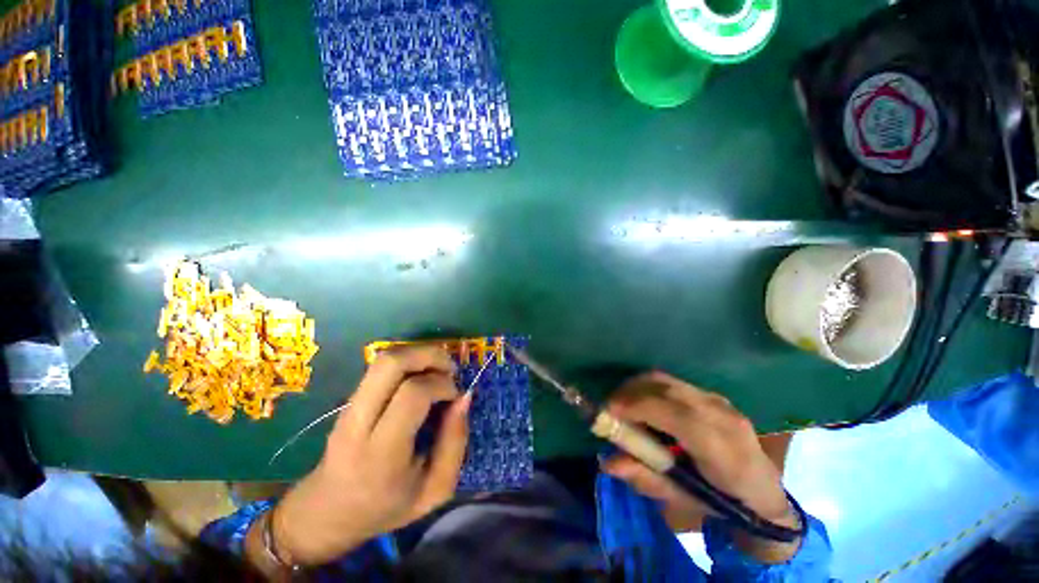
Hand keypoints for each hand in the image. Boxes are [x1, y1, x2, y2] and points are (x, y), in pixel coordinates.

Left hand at [269, 346, 471, 565]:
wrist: (328, 513)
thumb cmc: (387, 507)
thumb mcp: (435, 489)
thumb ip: (455, 442)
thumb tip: (464, 397)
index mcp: (381, 453)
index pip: (412, 395)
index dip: (441, 385)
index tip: (455, 396)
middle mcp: (359, 423)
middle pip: (391, 363)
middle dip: (429, 355)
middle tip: (450, 369)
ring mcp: (349, 407)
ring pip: (384, 358)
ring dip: (419, 354)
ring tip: (438, 369)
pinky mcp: (349, 398)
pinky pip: (381, 366)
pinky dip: (409, 361)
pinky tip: (422, 376)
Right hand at [601, 372, 800, 562]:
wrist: (763, 492)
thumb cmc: (723, 502)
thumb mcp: (684, 500)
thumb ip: (646, 478)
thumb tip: (608, 462)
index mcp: (723, 449)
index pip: (677, 415)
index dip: (638, 407)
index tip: (608, 412)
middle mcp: (722, 415)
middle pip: (666, 389)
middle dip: (630, 393)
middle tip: (609, 408)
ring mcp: (718, 400)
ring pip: (666, 380)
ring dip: (636, 387)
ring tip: (621, 405)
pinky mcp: (711, 394)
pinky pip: (671, 383)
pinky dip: (648, 388)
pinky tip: (641, 403)